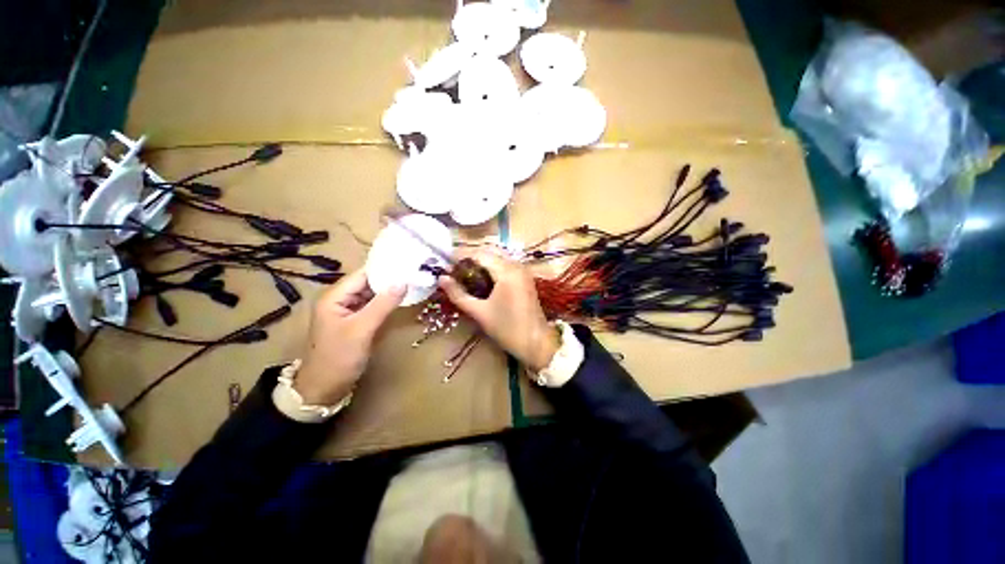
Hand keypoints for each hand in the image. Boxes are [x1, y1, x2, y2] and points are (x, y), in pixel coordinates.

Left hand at [296, 269, 405, 403]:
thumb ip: (383, 304)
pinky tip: (402, 299)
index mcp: (335, 296)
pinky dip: (387, 302)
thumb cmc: (339, 357)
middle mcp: (341, 299)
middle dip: (390, 279)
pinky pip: (374, 306)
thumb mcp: (362, 329)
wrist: (325, 388)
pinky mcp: (357, 321)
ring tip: (413, 282)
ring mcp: (349, 311)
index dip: (385, 268)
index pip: (363, 275)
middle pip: (368, 283)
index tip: (408, 264)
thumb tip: (403, 282)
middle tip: (415, 273)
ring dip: (390, 290)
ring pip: (372, 294)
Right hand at [438, 249, 558, 370]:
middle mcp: (516, 265)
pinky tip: (481, 280)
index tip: (445, 266)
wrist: (536, 343)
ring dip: (481, 263)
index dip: (460, 257)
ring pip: (498, 257)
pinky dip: (492, 268)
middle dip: (470, 259)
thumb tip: (441, 278)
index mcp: (506, 271)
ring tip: (465, 276)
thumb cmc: (507, 329)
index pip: (479, 254)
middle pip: (489, 252)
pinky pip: (505, 265)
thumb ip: (459, 294)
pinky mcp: (525, 278)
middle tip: (454, 272)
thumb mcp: (480, 313)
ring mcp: (523, 271)